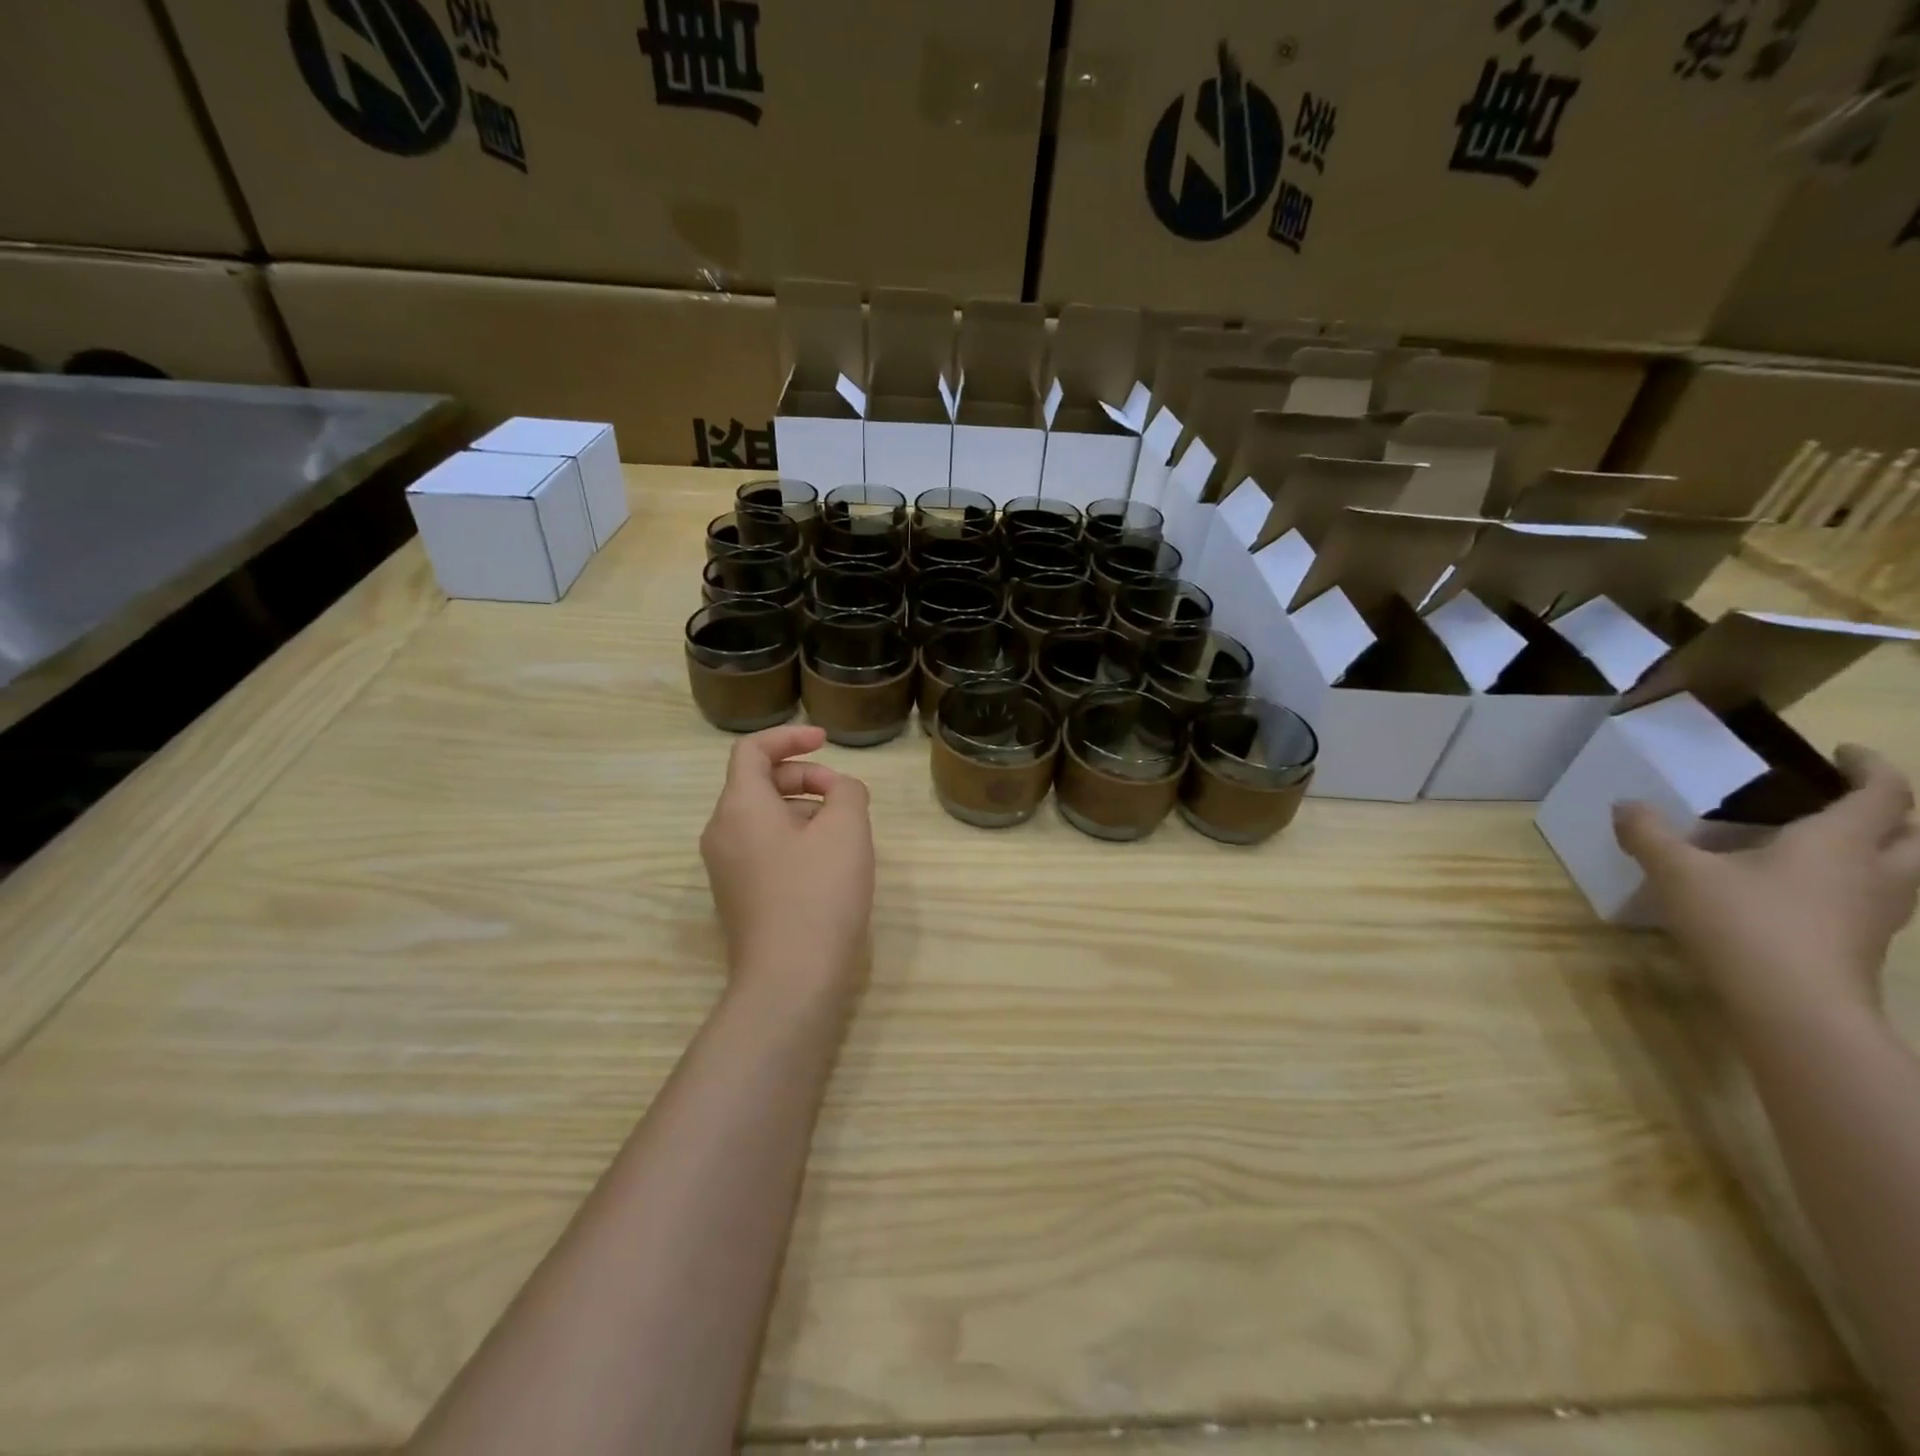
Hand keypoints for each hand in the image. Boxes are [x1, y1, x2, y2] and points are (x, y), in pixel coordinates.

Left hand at [699, 724, 873, 1001]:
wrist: (791, 980)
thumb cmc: (818, 894)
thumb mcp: (846, 829)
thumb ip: (847, 792)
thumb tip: (839, 791)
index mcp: (740, 807)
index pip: (752, 750)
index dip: (790, 737)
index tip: (826, 742)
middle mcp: (722, 832)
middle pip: (758, 783)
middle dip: (804, 777)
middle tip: (845, 796)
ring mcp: (726, 868)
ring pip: (763, 817)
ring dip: (803, 809)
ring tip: (844, 832)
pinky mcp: (738, 896)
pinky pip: (763, 847)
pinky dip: (794, 838)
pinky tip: (828, 864)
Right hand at [1615, 745, 1919, 1024]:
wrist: (1795, 1007)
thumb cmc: (1743, 923)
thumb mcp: (1678, 873)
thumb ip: (1649, 835)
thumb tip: (1625, 805)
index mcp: (1840, 842)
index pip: (1883, 793)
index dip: (1871, 767)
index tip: (1845, 752)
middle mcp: (1876, 871)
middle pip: (1912, 833)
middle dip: (1891, 810)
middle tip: (1850, 798)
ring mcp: (1879, 913)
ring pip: (1907, 870)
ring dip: (1885, 849)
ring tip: (1833, 844)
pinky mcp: (1867, 944)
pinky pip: (1879, 900)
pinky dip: (1860, 884)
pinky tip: (1814, 892)